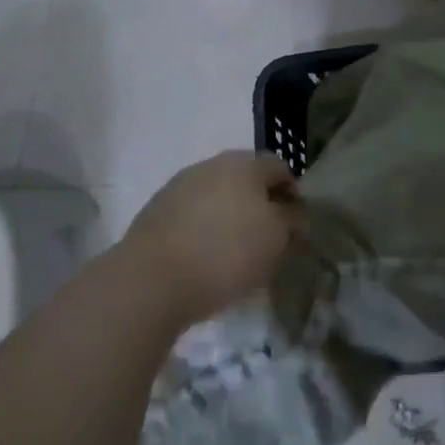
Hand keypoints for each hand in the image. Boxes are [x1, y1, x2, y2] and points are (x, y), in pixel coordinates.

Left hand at [122, 152, 299, 324]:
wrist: (150, 282)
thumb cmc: (226, 253)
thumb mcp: (277, 239)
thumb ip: (293, 220)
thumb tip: (294, 213)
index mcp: (244, 163)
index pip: (280, 168)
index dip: (293, 194)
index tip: (295, 226)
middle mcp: (210, 165)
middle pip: (246, 180)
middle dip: (259, 205)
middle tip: (267, 240)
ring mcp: (177, 187)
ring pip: (216, 198)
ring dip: (229, 218)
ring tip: (234, 255)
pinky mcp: (153, 214)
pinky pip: (191, 217)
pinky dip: (202, 232)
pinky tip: (204, 260)